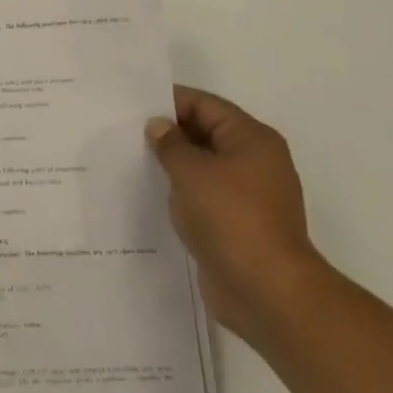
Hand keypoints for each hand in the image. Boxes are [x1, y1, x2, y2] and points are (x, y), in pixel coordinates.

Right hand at [147, 86, 329, 347]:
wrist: (267, 290)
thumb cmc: (231, 219)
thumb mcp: (192, 173)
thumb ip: (171, 144)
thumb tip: (159, 126)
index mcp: (252, 139)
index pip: (206, 105)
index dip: (170, 101)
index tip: (132, 105)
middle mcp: (255, 161)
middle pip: (206, 132)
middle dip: (169, 132)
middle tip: (125, 132)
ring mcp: (249, 194)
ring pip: (204, 166)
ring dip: (173, 163)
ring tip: (132, 161)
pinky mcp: (238, 223)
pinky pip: (204, 194)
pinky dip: (182, 191)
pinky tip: (153, 195)